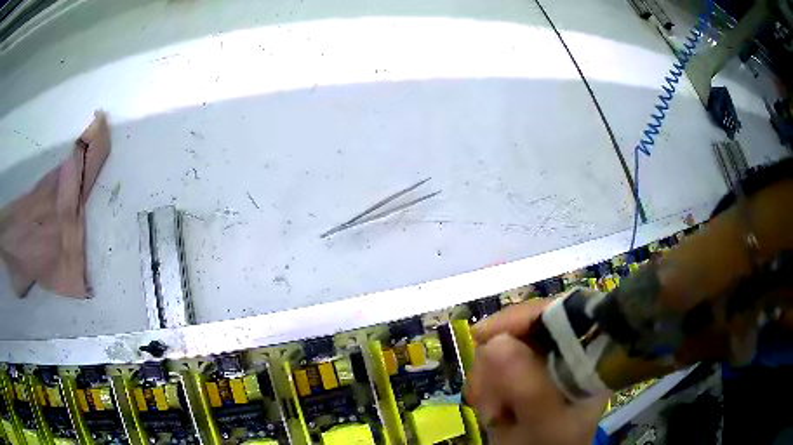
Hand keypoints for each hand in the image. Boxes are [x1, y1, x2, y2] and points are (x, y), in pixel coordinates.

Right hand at [466, 300, 609, 444]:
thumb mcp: (546, 424)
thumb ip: (529, 389)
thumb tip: (496, 341)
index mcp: (588, 354)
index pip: (560, 312)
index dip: (521, 317)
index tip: (483, 336)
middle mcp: (567, 349)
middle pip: (524, 327)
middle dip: (496, 362)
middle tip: (490, 400)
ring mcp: (545, 359)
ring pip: (503, 344)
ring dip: (487, 378)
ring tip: (491, 411)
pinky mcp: (525, 370)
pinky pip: (494, 362)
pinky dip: (484, 384)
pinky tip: (489, 408)